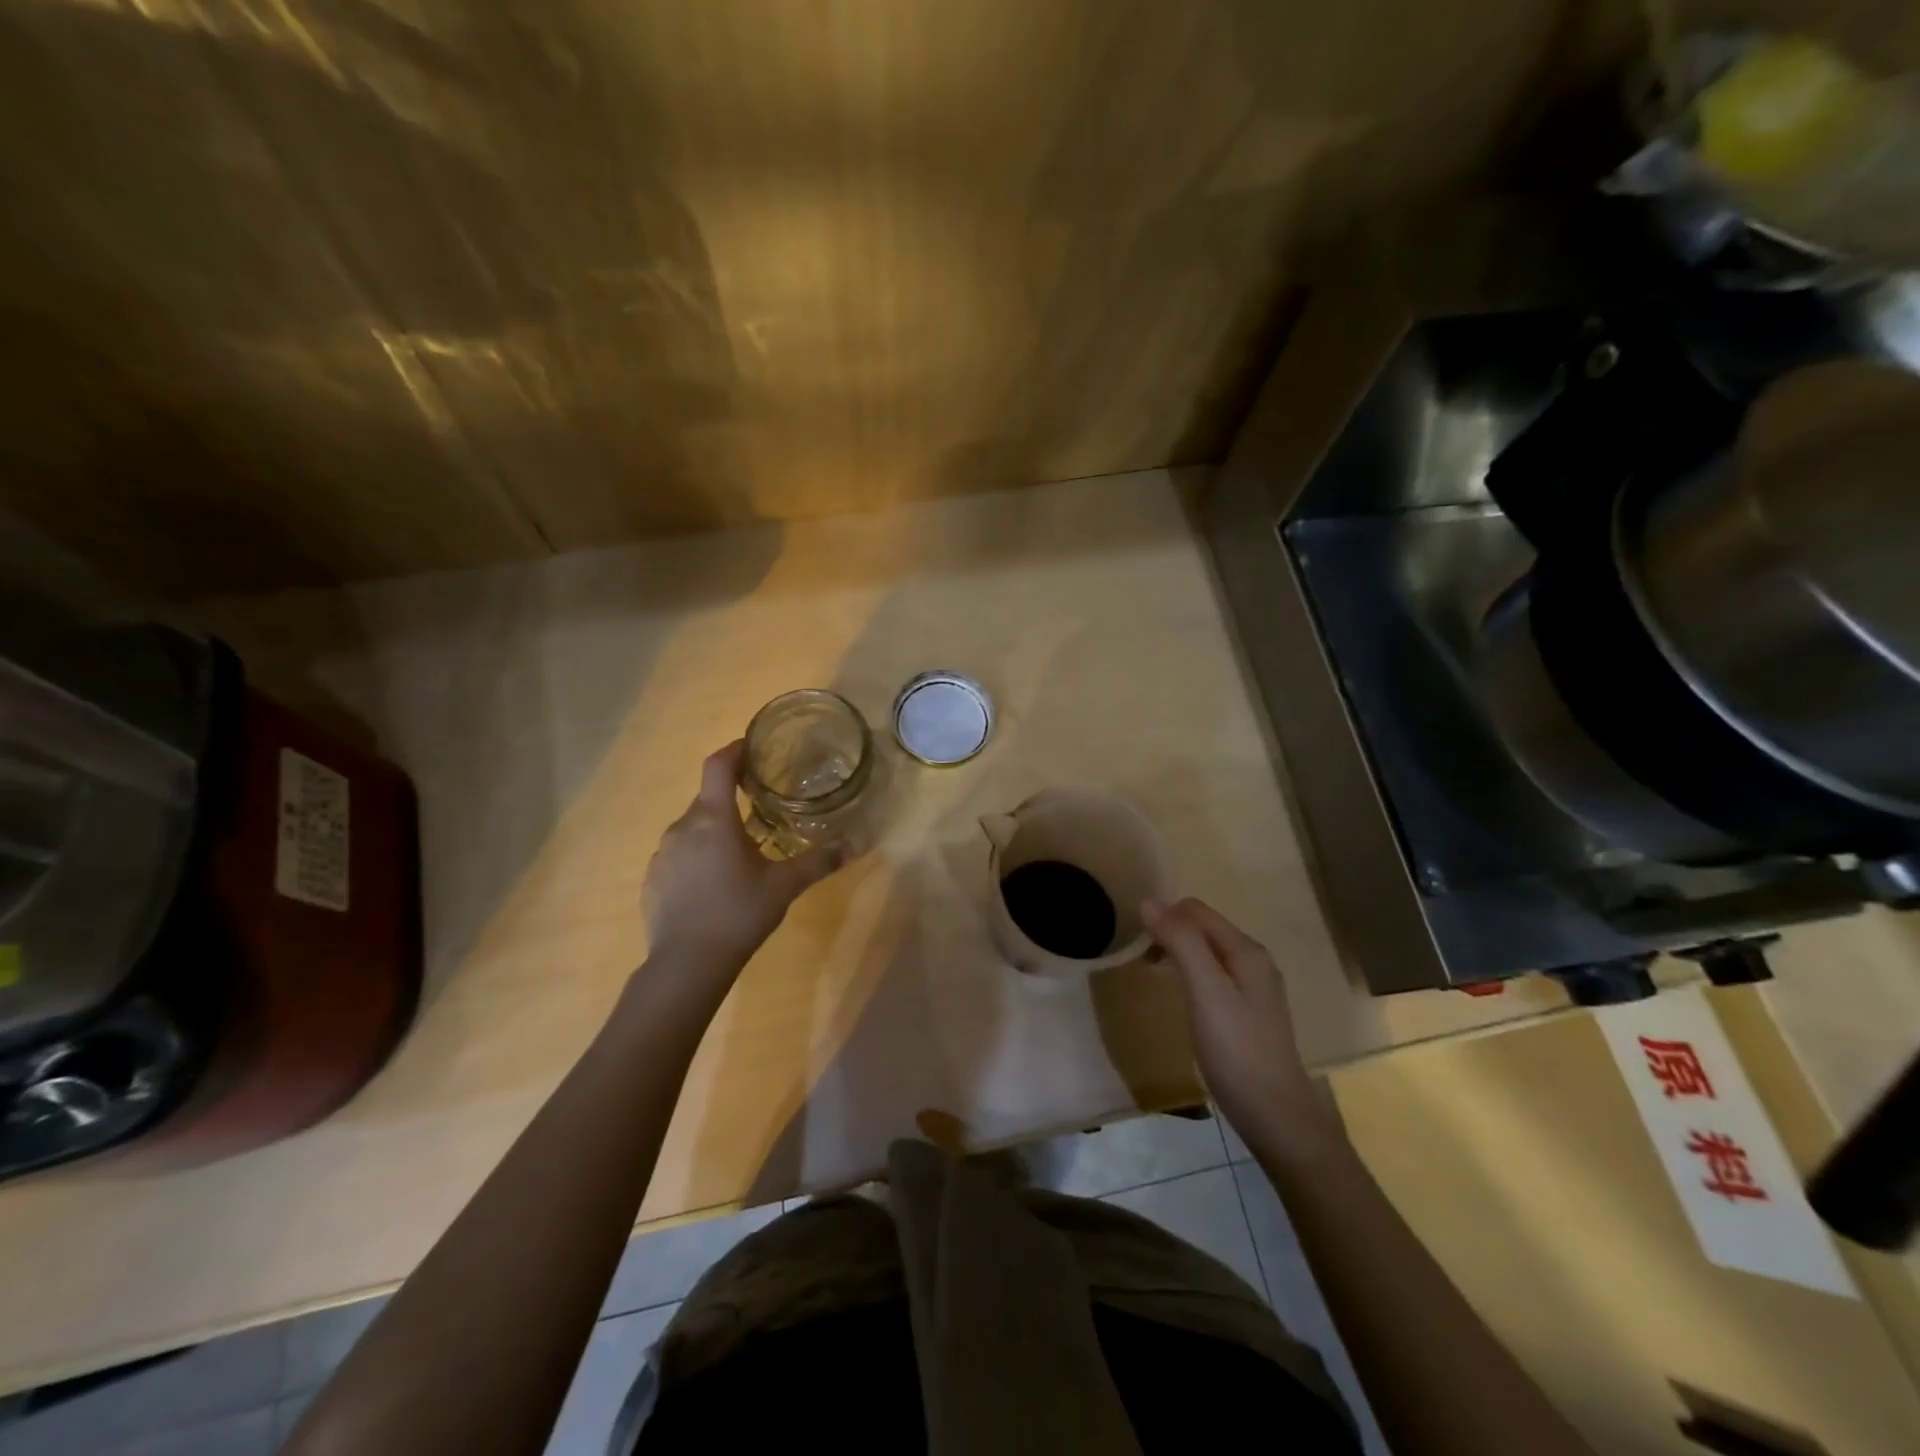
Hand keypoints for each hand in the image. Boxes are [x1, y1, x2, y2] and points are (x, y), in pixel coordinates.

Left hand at [642, 741, 844, 975]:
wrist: (687, 965)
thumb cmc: (738, 914)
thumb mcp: (784, 886)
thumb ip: (818, 861)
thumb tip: (853, 845)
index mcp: (713, 819)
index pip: (718, 766)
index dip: (735, 750)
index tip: (753, 747)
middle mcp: (682, 827)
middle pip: (708, 798)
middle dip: (733, 797)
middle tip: (761, 808)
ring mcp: (663, 854)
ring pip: (692, 827)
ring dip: (715, 829)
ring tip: (741, 850)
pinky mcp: (653, 879)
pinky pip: (679, 853)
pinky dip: (698, 855)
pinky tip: (715, 883)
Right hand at [1142, 897, 1339, 1153]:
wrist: (1276, 1116)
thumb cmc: (1237, 1050)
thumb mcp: (1205, 991)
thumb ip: (1181, 943)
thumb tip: (1148, 901)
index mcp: (1246, 950)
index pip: (1195, 910)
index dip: (1163, 917)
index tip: (1138, 945)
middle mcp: (1253, 960)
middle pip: (1202, 927)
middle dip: (1169, 933)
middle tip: (1142, 961)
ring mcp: (1253, 987)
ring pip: (1206, 951)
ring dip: (1176, 953)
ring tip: (1153, 975)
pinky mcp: (1247, 1011)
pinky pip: (1212, 975)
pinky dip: (1189, 974)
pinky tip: (1180, 997)